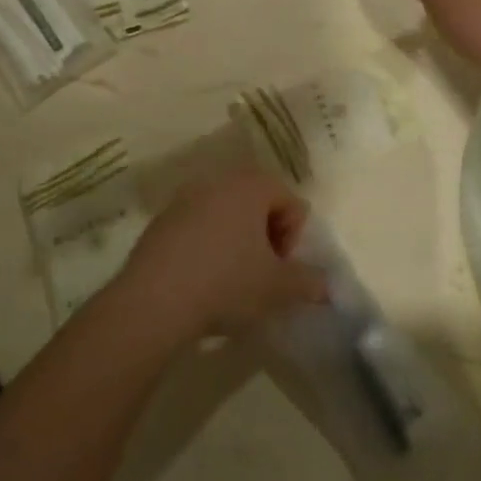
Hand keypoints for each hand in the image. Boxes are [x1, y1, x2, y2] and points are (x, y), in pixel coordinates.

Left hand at [116, 169, 325, 341]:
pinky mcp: (161, 220)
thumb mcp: (278, 289)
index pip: (290, 201)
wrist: (154, 300)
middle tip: (262, 274)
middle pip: (257, 203)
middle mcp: (218, 180)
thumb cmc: (227, 283)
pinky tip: (202, 280)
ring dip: (237, 241)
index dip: (294, 237)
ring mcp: (185, 197)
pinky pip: (198, 227)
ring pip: (226, 214)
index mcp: (251, 185)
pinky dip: (208, 246)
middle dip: (266, 236)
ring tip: (233, 280)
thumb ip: (309, 282)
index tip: (281, 269)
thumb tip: (325, 285)